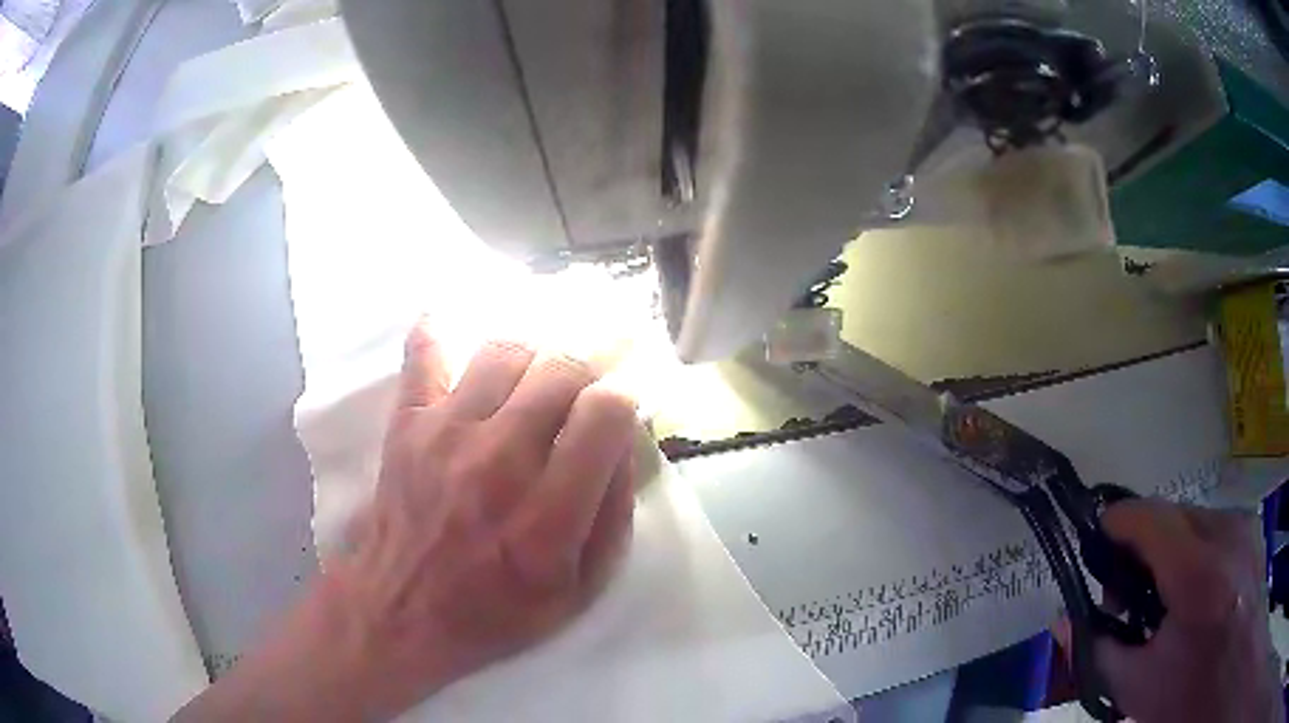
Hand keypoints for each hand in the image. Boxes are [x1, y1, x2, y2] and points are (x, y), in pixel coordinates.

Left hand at [176, 323, 636, 721]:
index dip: (623, 398)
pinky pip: (425, 351)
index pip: (605, 412)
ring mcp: (447, 433)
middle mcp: (500, 460)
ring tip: (535, 380)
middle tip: (585, 388)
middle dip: (587, 368)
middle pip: (561, 368)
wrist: (402, 609)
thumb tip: (622, 441)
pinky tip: (456, 321)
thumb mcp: (582, 589)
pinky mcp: (409, 422)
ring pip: (507, 349)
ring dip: (534, 356)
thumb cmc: (498, 609)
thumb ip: (614, 514)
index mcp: (550, 512)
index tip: (619, 408)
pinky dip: (441, 328)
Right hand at [1061, 500, 1281, 722]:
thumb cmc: (1191, 694)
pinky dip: (1195, 548)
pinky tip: (1195, 591)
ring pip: (1195, 518)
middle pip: (1172, 515)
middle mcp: (1225, 532)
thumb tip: (1062, 626)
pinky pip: (1215, 526)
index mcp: (1196, 573)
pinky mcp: (1252, 530)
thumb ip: (1099, 653)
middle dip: (1142, 545)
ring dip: (1170, 547)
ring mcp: (1243, 525)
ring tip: (1164, 596)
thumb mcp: (1140, 689)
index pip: (1149, 518)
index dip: (1116, 522)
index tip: (1094, 540)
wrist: (1228, 675)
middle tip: (1127, 594)